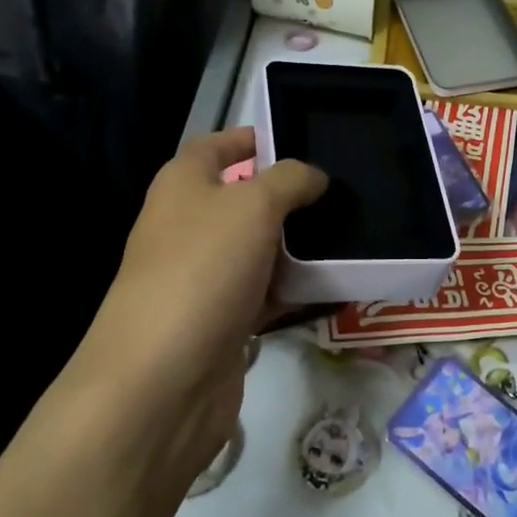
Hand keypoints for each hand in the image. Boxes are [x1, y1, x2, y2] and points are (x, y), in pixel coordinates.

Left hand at [75, 128, 326, 488]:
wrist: (163, 379)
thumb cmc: (203, 269)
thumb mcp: (253, 206)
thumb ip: (290, 180)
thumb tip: (313, 176)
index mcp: (182, 185)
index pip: (217, 146)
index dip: (252, 137)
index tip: (301, 138)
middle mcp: (189, 226)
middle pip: (244, 198)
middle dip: (290, 194)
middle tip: (344, 190)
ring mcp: (204, 276)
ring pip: (260, 247)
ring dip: (299, 244)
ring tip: (352, 231)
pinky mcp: (222, 320)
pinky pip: (266, 292)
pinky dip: (296, 288)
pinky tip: (335, 283)